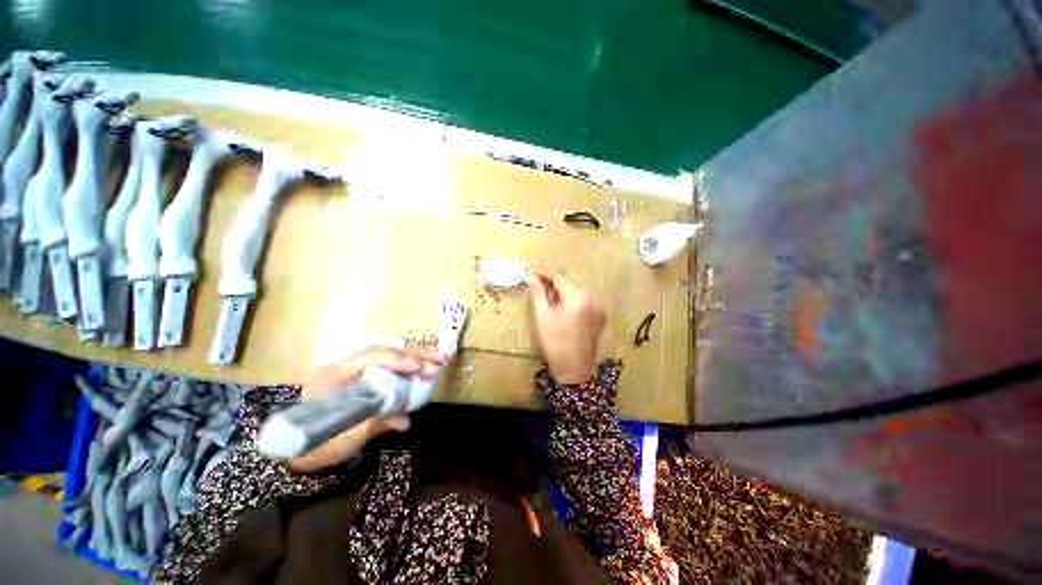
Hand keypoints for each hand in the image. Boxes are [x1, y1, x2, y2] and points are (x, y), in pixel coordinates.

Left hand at [285, 346, 441, 472]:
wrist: (296, 449)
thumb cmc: (316, 444)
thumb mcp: (346, 438)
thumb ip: (377, 423)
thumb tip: (407, 420)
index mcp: (334, 376)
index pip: (370, 358)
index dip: (397, 360)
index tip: (419, 368)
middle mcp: (345, 366)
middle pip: (385, 351)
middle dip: (414, 355)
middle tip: (437, 363)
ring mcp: (353, 369)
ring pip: (389, 354)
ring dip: (415, 357)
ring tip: (437, 362)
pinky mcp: (361, 376)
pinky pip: (388, 364)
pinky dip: (408, 365)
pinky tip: (422, 368)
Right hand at [529, 271, 605, 383]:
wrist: (575, 369)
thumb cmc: (555, 343)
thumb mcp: (542, 317)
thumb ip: (538, 293)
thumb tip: (533, 277)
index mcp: (577, 297)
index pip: (560, 277)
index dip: (545, 273)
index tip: (533, 272)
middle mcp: (592, 297)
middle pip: (570, 282)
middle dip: (554, 282)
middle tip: (539, 286)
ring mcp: (599, 307)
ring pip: (578, 290)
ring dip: (564, 290)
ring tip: (550, 298)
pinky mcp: (601, 315)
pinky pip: (585, 300)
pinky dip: (573, 299)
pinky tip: (563, 308)